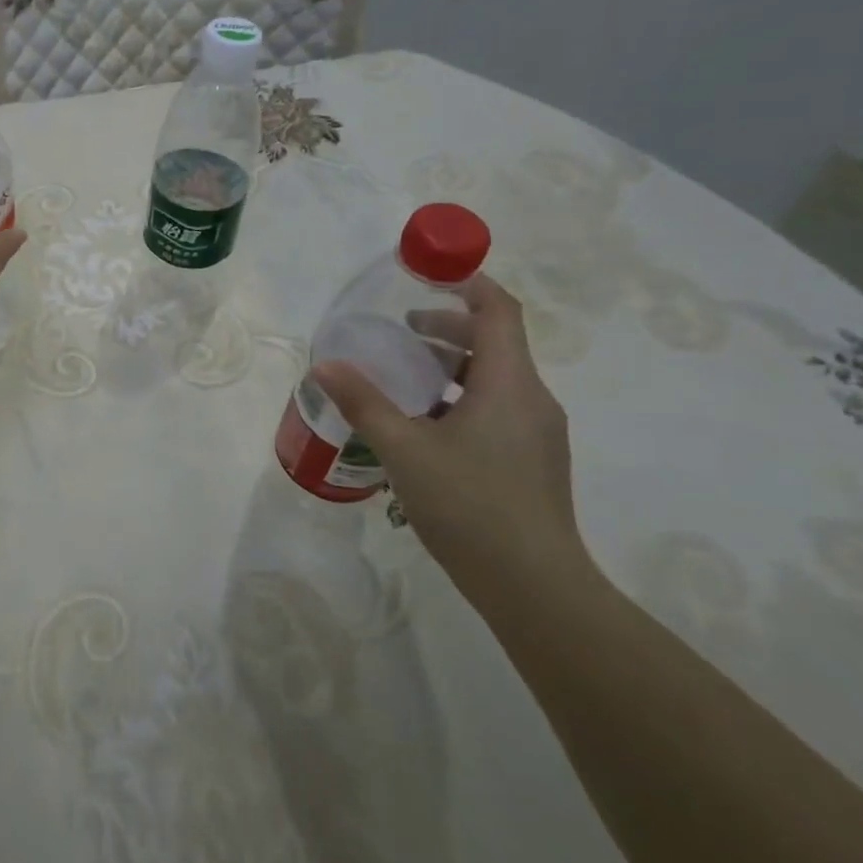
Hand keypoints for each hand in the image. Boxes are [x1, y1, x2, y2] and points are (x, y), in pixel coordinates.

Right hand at [310, 275, 587, 601]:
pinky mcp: (531, 461)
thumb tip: (325, 365)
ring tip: (402, 382)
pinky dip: (459, 400)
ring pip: (494, 379)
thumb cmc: (470, 505)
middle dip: (447, 329)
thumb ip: (363, 403)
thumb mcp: (404, 450)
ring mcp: (536, 433)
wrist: (534, 587)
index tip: (427, 274)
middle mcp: (532, 399)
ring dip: (450, 368)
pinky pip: (496, 409)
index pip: (498, 310)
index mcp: (510, 384)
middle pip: (495, 342)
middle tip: (399, 335)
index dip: (467, 283)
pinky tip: (423, 430)